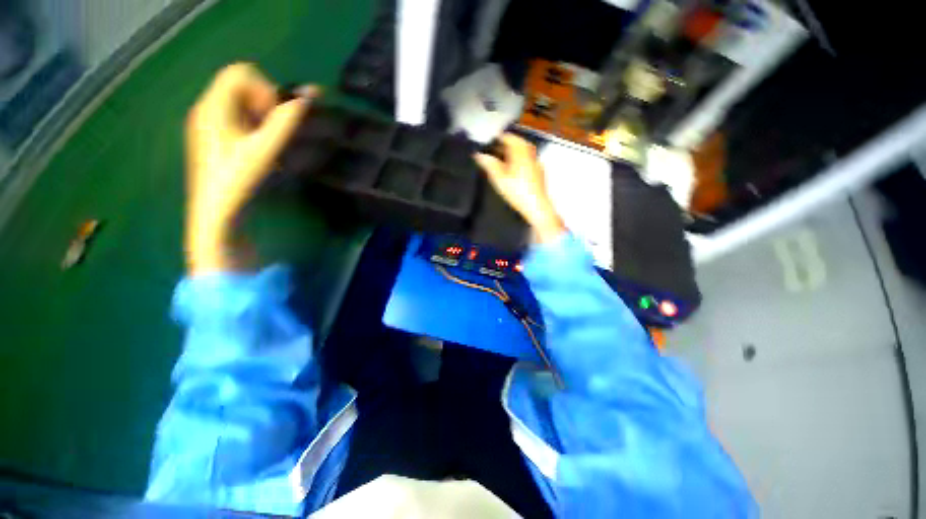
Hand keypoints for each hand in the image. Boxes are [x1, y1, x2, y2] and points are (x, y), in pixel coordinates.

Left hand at [184, 63, 312, 273]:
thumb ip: (286, 120)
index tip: (267, 114)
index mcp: (211, 107)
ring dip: (253, 106)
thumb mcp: (262, 151)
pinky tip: (250, 141)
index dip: (261, 86)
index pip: (240, 73)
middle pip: (236, 80)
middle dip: (258, 94)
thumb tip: (308, 96)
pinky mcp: (206, 137)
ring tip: (260, 133)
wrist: (211, 221)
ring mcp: (202, 123)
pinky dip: (244, 117)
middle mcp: (203, 110)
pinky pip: (228, 111)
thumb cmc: (233, 184)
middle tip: (266, 121)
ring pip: (233, 96)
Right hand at [474, 134, 564, 243]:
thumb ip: (489, 164)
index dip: (501, 136)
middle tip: (498, 144)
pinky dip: (521, 157)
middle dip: (509, 142)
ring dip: (516, 149)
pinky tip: (514, 165)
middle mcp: (530, 155)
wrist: (537, 207)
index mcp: (521, 154)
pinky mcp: (539, 173)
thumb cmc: (517, 191)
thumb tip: (479, 154)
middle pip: (520, 143)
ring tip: (504, 154)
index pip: (511, 138)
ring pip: (526, 151)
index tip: (493, 137)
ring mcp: (536, 164)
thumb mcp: (499, 178)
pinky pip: (529, 159)